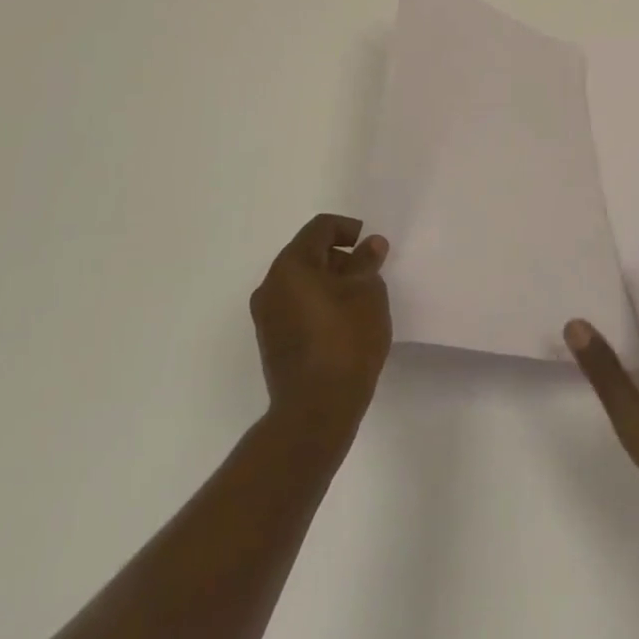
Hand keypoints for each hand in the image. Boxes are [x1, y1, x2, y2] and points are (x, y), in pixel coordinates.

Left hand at [250, 214, 391, 436]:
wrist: (316, 410)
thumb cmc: (346, 339)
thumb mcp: (368, 292)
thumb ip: (367, 262)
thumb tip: (370, 244)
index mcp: (291, 265)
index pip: (321, 228)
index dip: (349, 229)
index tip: (371, 248)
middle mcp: (271, 285)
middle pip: (308, 254)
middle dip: (340, 258)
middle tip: (368, 275)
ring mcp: (267, 317)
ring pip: (301, 282)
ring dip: (329, 283)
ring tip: (359, 301)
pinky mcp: (271, 343)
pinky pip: (296, 307)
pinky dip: (318, 304)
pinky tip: (342, 324)